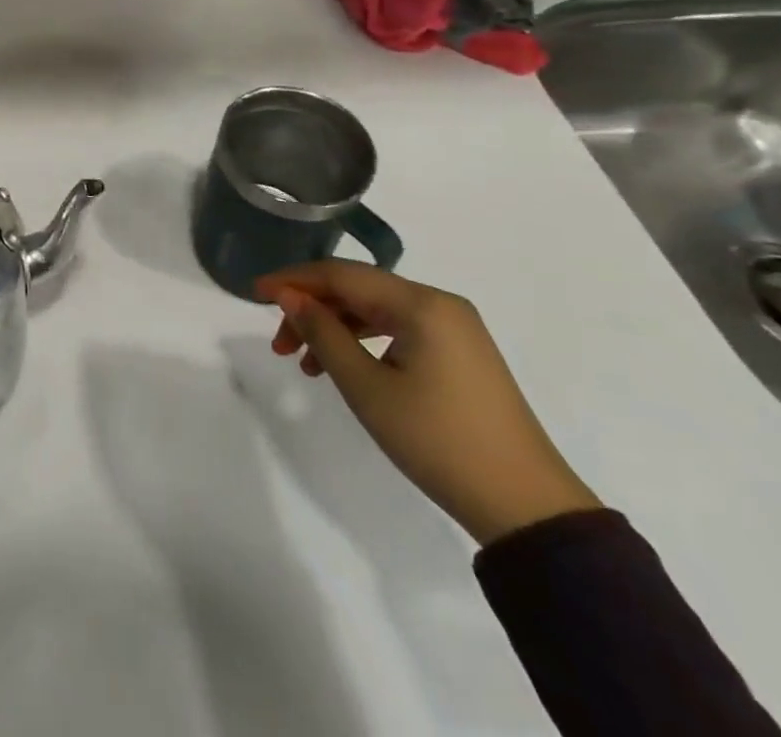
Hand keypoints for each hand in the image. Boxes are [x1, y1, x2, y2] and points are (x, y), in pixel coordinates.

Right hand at [257, 261, 600, 545]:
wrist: (526, 507)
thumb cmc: (438, 441)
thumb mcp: (367, 388)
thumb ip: (323, 334)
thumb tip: (289, 296)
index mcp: (421, 303)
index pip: (342, 274)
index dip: (293, 280)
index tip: (254, 291)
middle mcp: (439, 303)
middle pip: (358, 289)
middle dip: (312, 309)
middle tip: (278, 343)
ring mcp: (454, 328)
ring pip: (376, 311)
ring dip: (334, 328)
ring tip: (302, 362)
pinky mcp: (460, 353)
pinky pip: (398, 330)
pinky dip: (363, 342)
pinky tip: (341, 367)